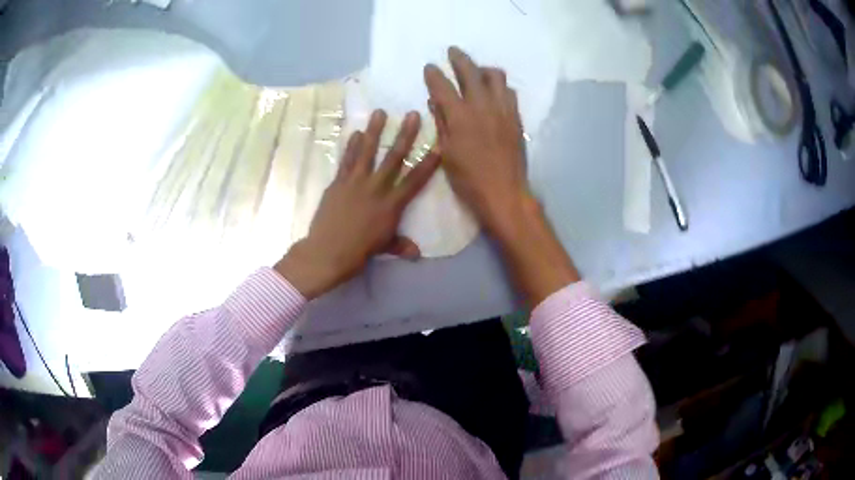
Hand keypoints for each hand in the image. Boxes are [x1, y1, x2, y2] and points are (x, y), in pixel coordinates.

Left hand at [275, 110, 438, 298]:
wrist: (328, 252)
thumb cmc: (359, 252)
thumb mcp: (384, 248)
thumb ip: (401, 245)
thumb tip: (416, 253)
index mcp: (392, 205)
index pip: (415, 180)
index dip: (428, 163)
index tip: (438, 145)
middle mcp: (376, 188)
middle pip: (394, 157)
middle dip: (405, 135)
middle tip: (413, 114)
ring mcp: (355, 182)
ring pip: (368, 152)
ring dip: (375, 131)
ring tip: (380, 112)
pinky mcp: (338, 183)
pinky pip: (346, 160)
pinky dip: (351, 146)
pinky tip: (356, 132)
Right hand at [423, 46, 533, 237]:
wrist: (504, 193)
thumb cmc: (468, 179)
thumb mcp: (446, 153)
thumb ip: (441, 123)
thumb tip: (434, 101)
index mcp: (460, 116)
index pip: (443, 86)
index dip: (434, 74)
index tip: (430, 67)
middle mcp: (482, 106)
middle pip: (471, 72)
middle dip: (459, 58)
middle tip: (453, 52)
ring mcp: (503, 110)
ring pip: (496, 76)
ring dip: (483, 69)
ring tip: (476, 72)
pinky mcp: (516, 118)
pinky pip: (509, 92)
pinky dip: (499, 86)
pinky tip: (493, 92)